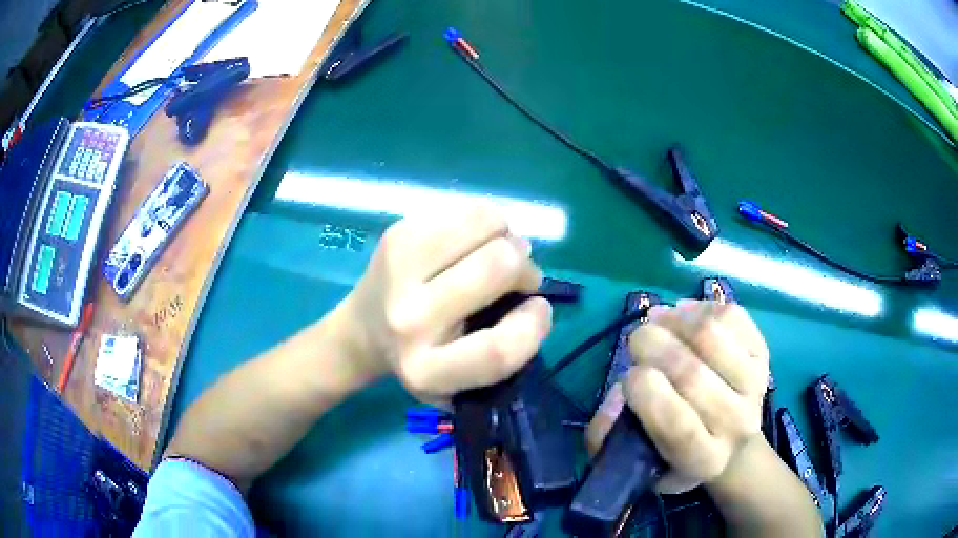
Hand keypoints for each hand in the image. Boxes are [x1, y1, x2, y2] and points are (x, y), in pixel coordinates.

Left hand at [340, 204, 552, 405]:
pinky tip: (474, 239)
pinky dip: (485, 220)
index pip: (499, 349)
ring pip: (485, 224)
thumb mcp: (461, 380)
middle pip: (498, 268)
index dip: (534, 325)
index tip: (538, 308)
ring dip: (506, 236)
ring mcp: (399, 270)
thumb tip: (530, 287)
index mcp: (428, 371)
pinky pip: (466, 209)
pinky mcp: (397, 235)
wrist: (362, 331)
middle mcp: (409, 321)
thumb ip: (502, 349)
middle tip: (518, 277)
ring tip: (496, 251)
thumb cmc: (424, 358)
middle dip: (524, 268)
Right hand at [585, 300, 768, 493]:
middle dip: (651, 345)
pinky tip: (684, 315)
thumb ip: (608, 439)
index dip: (644, 390)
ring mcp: (754, 385)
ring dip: (674, 319)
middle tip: (637, 341)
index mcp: (703, 460)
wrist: (735, 448)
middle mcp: (736, 425)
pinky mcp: (763, 355)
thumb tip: (615, 395)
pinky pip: (731, 315)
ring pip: (711, 335)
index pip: (676, 423)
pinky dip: (701, 307)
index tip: (628, 376)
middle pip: (691, 373)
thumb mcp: (636, 466)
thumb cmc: (677, 458)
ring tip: (658, 321)